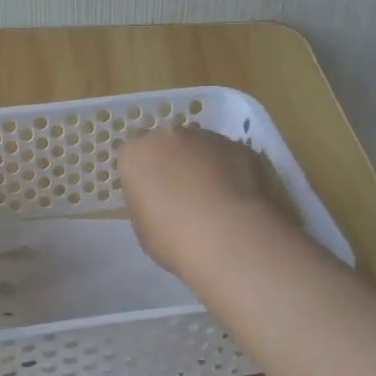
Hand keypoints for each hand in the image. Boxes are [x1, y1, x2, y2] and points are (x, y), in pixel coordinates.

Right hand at [118, 127, 296, 275]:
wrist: (230, 237)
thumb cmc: (174, 239)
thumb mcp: (144, 229)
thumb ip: (148, 205)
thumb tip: (163, 202)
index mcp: (137, 155)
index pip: (133, 155)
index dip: (144, 175)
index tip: (152, 195)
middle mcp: (170, 136)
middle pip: (169, 145)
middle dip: (175, 163)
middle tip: (184, 196)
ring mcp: (209, 138)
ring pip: (202, 148)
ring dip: (205, 166)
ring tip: (217, 201)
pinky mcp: (242, 147)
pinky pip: (231, 158)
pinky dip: (233, 173)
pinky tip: (239, 202)